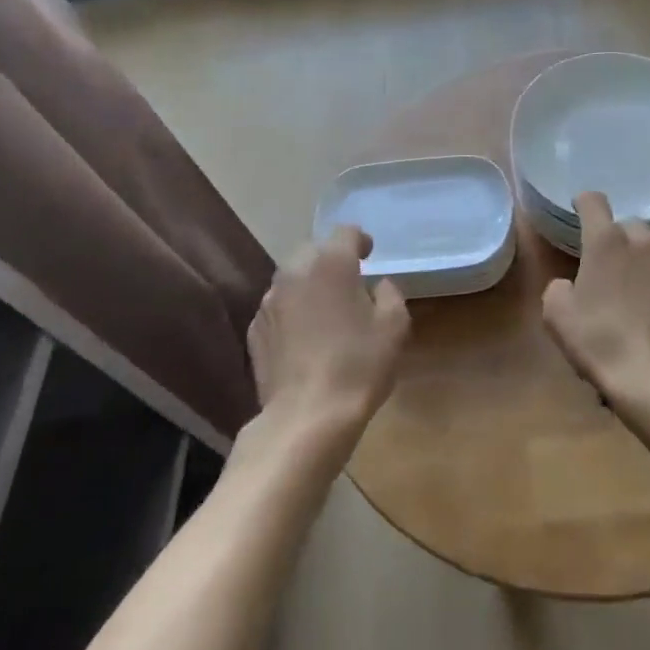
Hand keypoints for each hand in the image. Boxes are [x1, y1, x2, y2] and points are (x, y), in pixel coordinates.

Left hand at [247, 226, 409, 440]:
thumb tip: (377, 287)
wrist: (306, 417)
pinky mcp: (255, 330)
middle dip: (331, 260)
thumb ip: (390, 294)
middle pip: (314, 251)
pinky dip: (292, 313)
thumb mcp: (394, 327)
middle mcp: (294, 272)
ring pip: (292, 279)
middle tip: (350, 283)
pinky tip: (305, 338)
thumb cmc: (358, 366)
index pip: (345, 232)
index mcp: (331, 263)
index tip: (369, 255)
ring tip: (326, 311)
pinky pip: (278, 308)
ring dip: (309, 286)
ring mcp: (269, 302)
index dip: (360, 240)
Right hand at [541, 192, 649, 403]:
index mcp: (607, 241)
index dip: (582, 204)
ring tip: (631, 295)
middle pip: (626, 226)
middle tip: (604, 269)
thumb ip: (559, 287)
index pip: (593, 201)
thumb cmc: (601, 341)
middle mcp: (644, 242)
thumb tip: (571, 286)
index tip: (577, 214)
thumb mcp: (557, 315)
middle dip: (614, 240)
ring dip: (639, 262)